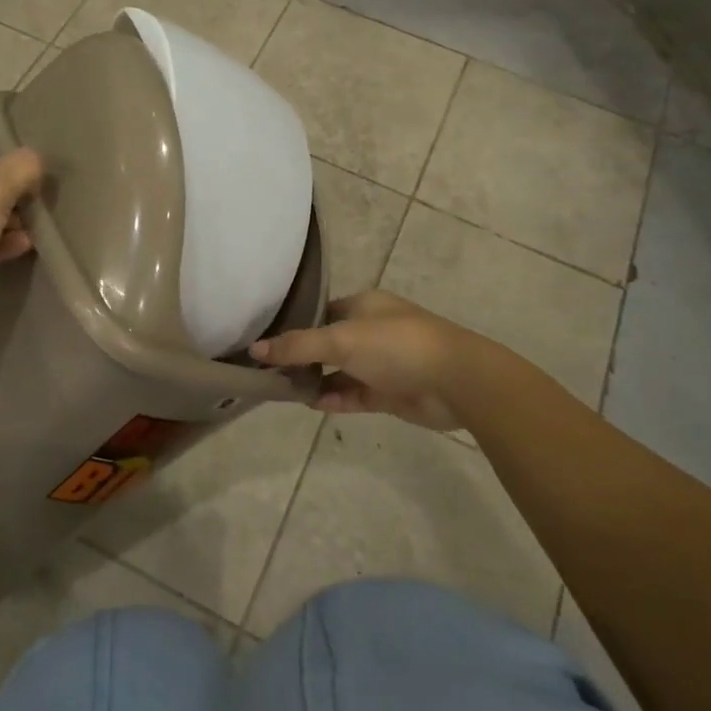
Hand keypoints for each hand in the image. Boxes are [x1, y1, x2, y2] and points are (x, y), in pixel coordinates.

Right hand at [249, 291, 476, 429]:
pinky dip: (335, 398)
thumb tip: (254, 349)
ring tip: (286, 391)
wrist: (456, 381)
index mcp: (363, 306)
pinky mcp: (390, 392)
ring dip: (317, 380)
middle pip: (328, 344)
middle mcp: (372, 331)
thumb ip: (297, 346)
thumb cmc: (396, 346)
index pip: (321, 312)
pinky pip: (355, 394)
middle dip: (303, 357)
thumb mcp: (341, 340)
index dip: (295, 325)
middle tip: (270, 370)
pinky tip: (314, 404)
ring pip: (340, 371)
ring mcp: (382, 363)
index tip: (266, 341)